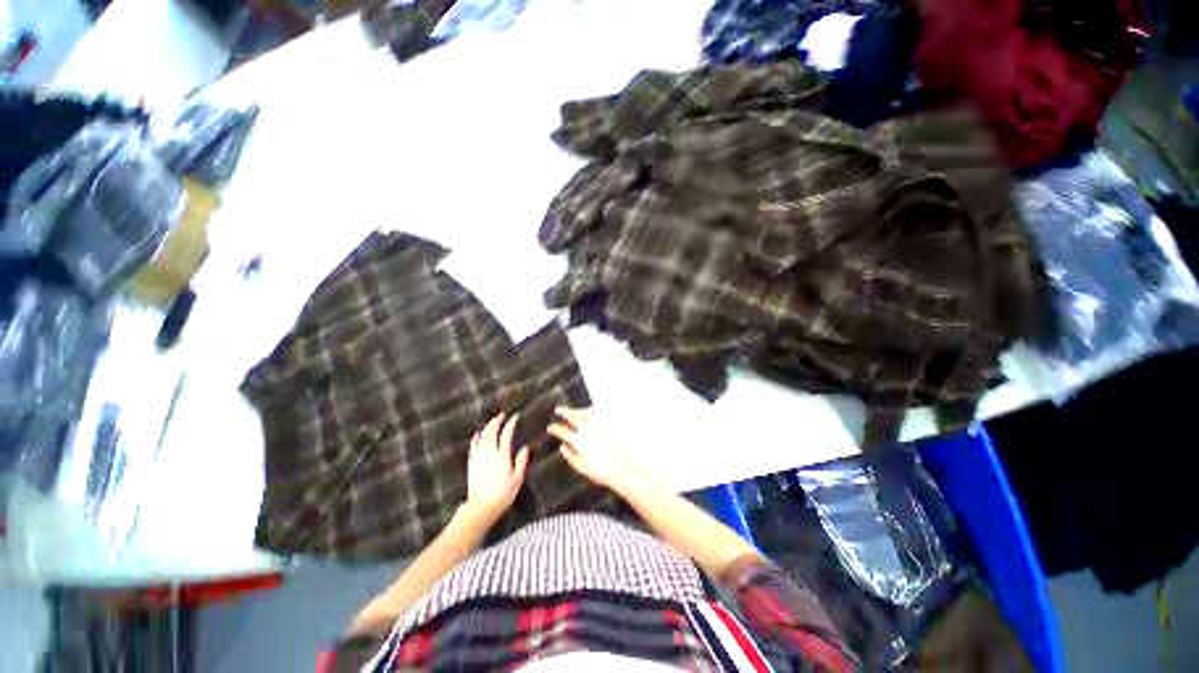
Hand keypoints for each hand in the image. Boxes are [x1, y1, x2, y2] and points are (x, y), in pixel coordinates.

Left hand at [463, 413, 529, 523]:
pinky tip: (478, 434)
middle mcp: (489, 452)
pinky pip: (473, 445)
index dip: (511, 424)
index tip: (515, 416)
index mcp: (502, 455)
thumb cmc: (503, 494)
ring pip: (481, 436)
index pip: (506, 434)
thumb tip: (525, 448)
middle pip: (491, 431)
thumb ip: (521, 462)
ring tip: (493, 422)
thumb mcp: (517, 479)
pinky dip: (476, 437)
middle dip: (496, 421)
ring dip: (487, 426)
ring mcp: (478, 456)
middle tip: (502, 415)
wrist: (481, 507)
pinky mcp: (471, 462)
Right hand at [548, 407, 644, 491]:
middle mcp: (587, 430)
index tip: (550, 427)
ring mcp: (597, 426)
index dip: (554, 428)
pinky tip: (589, 411)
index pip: (563, 431)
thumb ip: (569, 455)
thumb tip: (562, 446)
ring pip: (584, 412)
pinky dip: (590, 410)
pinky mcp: (607, 426)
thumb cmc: (598, 471)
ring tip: (573, 410)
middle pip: (573, 416)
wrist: (619, 468)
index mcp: (578, 441)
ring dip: (577, 409)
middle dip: (564, 412)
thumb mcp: (580, 466)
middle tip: (558, 409)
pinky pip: (596, 414)